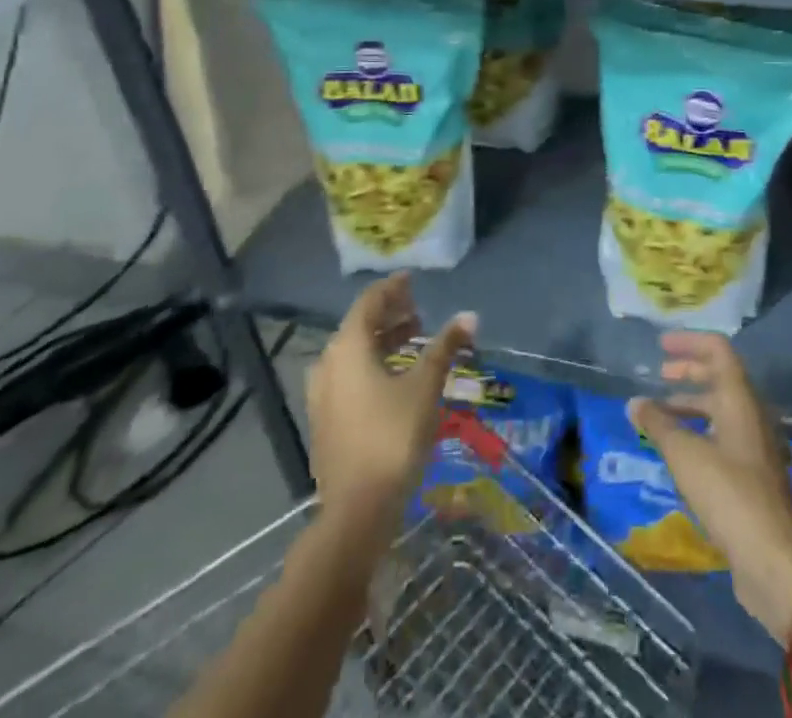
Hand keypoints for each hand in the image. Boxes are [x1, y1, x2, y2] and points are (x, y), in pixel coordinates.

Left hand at [306, 274, 476, 542]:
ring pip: (353, 354)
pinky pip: (349, 376)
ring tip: (412, 340)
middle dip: (389, 315)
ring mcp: (322, 396)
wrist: (356, 511)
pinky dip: (372, 364)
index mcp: (348, 347)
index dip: (392, 289)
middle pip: (359, 326)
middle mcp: (329, 364)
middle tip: (418, 311)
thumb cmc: (393, 436)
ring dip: (381, 341)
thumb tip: (469, 316)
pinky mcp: (326, 421)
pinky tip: (394, 378)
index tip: (412, 281)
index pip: (369, 303)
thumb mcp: (426, 386)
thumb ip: (445, 347)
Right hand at [628, 333, 791, 641]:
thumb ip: (658, 424)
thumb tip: (635, 402)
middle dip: (689, 372)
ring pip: (721, 409)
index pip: (718, 350)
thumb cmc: (729, 494)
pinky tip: (679, 451)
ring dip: (691, 405)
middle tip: (659, 374)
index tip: (661, 344)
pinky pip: (723, 436)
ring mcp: (755, 446)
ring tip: (659, 416)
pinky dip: (699, 431)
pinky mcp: (754, 475)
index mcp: (740, 399)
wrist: (773, 560)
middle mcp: (752, 415)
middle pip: (720, 378)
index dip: (689, 342)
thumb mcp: (685, 455)